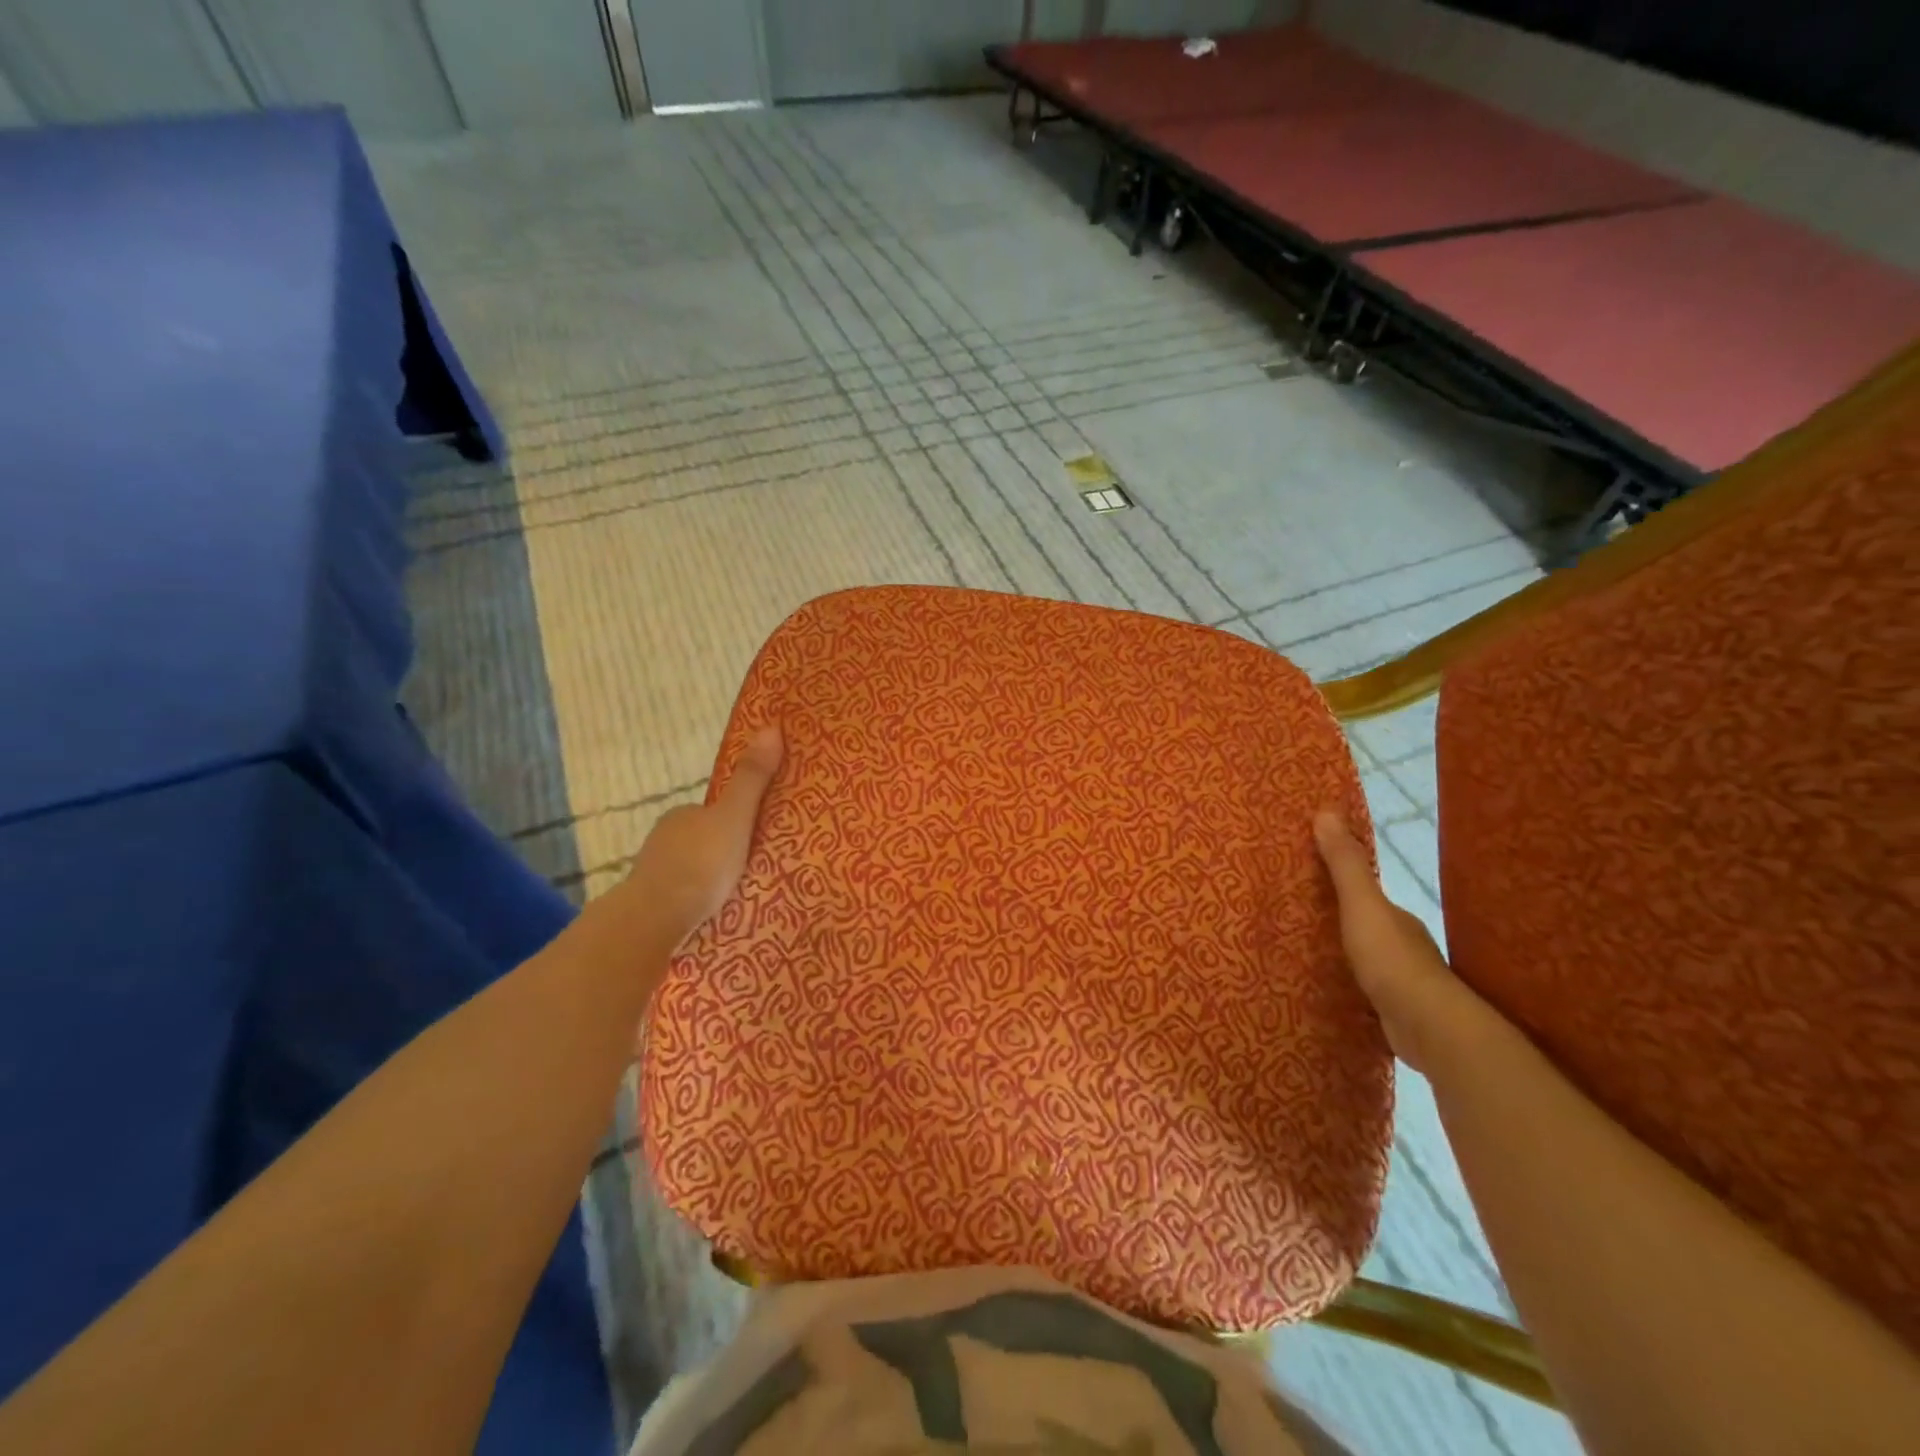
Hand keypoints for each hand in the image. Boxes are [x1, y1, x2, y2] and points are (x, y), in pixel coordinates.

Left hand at [616, 726, 784, 951]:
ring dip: (709, 879)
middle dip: (723, 851)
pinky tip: (713, 914)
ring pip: (690, 870)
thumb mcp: (735, 817)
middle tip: (754, 867)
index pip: (712, 811)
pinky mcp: (650, 906)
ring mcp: (654, 873)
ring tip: (738, 895)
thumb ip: (752, 779)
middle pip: (701, 840)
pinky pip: (681, 897)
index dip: (735, 820)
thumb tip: (771, 726)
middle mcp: (663, 839)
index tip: (755, 836)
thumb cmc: (700, 864)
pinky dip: (696, 901)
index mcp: (682, 815)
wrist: (654, 919)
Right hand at [1314, 810, 1481, 1072]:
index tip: (1310, 879)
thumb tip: (1326, 810)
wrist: (1428, 1028)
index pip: (1367, 895)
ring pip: (1367, 962)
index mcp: (1396, 918)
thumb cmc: (1391, 959)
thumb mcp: (1361, 905)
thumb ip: (1344, 864)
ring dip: (1345, 957)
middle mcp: (1403, 946)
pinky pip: (1366, 993)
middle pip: (1367, 927)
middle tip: (1298, 918)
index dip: (1342, 885)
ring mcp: (1402, 983)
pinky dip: (1350, 989)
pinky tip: (1331, 994)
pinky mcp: (1395, 1014)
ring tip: (1306, 955)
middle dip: (1340, 923)